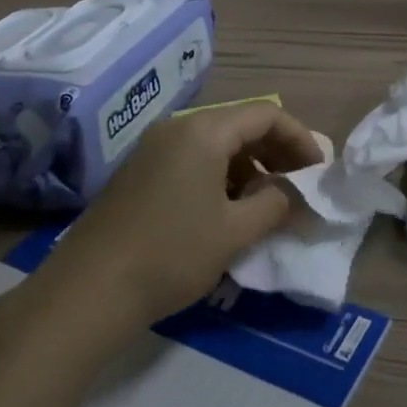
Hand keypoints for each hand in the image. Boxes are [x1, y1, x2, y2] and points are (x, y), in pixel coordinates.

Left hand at [39, 101, 321, 326]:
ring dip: (248, 165)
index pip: (266, 115)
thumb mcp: (234, 232)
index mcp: (204, 131)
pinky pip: (192, 159)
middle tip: (297, 186)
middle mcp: (178, 128)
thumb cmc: (171, 254)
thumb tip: (297, 193)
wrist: (87, 291)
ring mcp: (153, 148)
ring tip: (266, 203)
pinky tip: (227, 210)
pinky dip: (220, 175)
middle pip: (241, 124)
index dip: (300, 139)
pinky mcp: (139, 172)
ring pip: (216, 143)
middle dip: (276, 152)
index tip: (318, 171)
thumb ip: (275, 204)